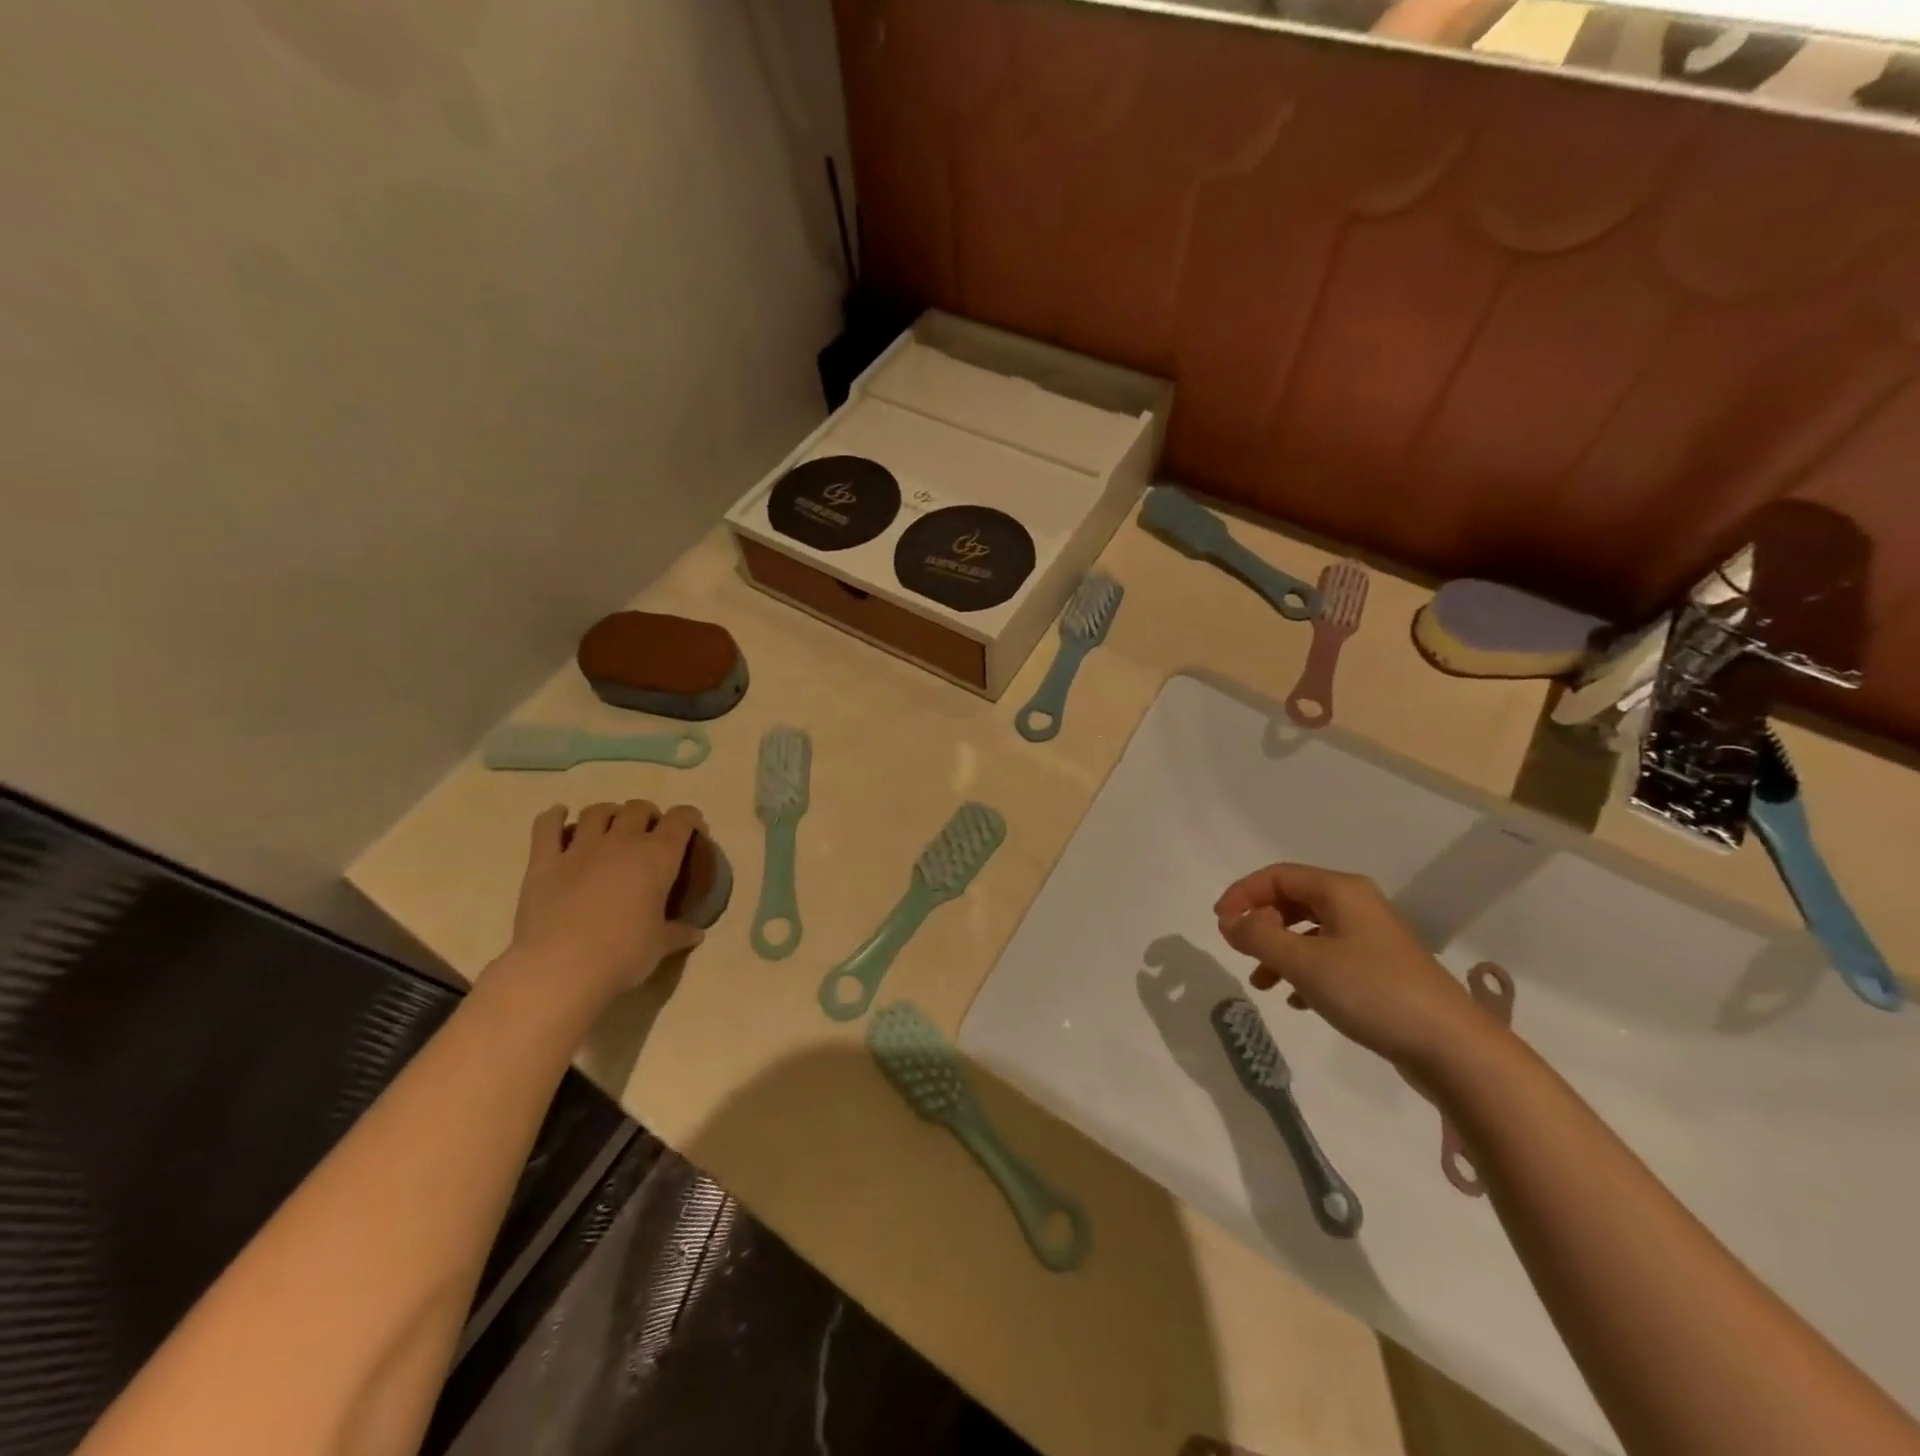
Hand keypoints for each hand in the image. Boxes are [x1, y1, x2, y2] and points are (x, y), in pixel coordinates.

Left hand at [508, 801, 706, 998]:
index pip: (681, 819)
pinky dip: (553, 816)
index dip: (690, 819)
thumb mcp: (659, 946)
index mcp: (658, 857)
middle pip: (639, 808)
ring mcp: (580, 848)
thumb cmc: (622, 955)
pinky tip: (558, 814)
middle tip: (649, 834)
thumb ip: (678, 933)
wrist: (561, 968)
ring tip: (610, 826)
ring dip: (608, 813)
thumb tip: (697, 933)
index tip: (693, 831)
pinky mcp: (544, 862)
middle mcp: (622, 842)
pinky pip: (546, 827)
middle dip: (648, 815)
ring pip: (597, 812)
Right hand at [1214, 863, 1490, 1075]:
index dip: (1242, 894)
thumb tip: (1229, 921)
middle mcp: (1357, 906)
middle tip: (1239, 951)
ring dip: (1279, 951)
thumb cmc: (1372, 992)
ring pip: (1309, 932)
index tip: (1219, 924)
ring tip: (1262, 984)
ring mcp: (1372, 939)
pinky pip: (1328, 958)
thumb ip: (1259, 937)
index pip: (1278, 876)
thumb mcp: (1304, 963)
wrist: (1453, 1048)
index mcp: (1341, 891)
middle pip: (1293, 901)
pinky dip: (1304, 972)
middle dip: (1261, 923)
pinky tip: (1297, 1002)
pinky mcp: (1381, 971)